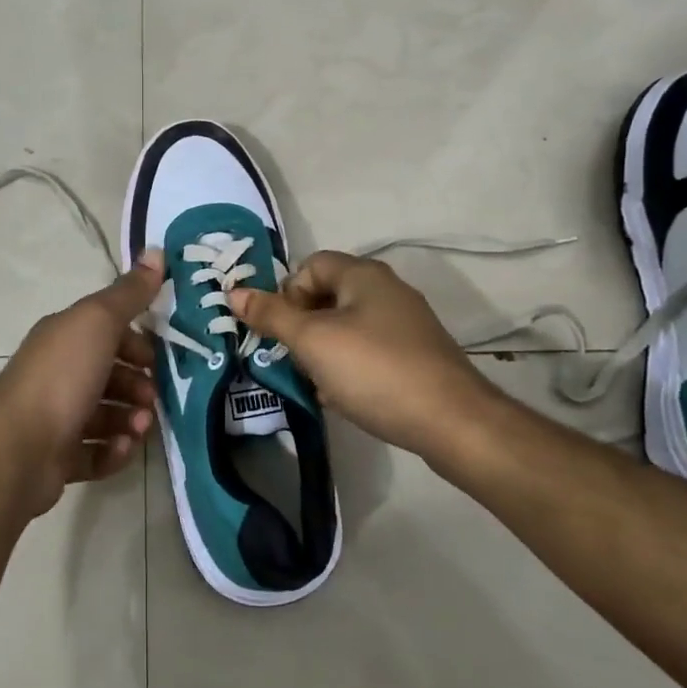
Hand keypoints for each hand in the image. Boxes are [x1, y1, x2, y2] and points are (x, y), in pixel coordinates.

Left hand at [0, 249, 164, 517]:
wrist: (17, 448)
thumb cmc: (61, 377)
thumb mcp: (98, 322)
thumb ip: (129, 293)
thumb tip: (157, 251)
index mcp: (64, 337)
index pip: (106, 332)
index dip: (136, 341)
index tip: (157, 358)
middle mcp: (58, 373)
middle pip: (108, 375)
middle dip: (137, 385)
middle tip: (151, 399)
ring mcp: (56, 417)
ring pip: (105, 415)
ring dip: (130, 420)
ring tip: (140, 428)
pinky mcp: (57, 458)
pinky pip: (95, 452)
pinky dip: (113, 451)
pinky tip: (122, 449)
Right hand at [229, 251, 494, 457]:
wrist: (452, 422)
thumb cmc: (374, 370)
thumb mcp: (313, 341)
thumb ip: (271, 315)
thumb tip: (234, 292)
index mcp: (363, 275)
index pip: (310, 265)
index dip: (287, 292)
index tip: (281, 329)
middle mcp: (387, 290)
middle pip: (327, 295)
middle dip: (302, 325)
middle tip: (292, 357)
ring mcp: (405, 324)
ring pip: (346, 327)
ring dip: (322, 350)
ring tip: (314, 381)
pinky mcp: (416, 356)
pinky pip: (368, 351)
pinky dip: (348, 367)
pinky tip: (342, 396)